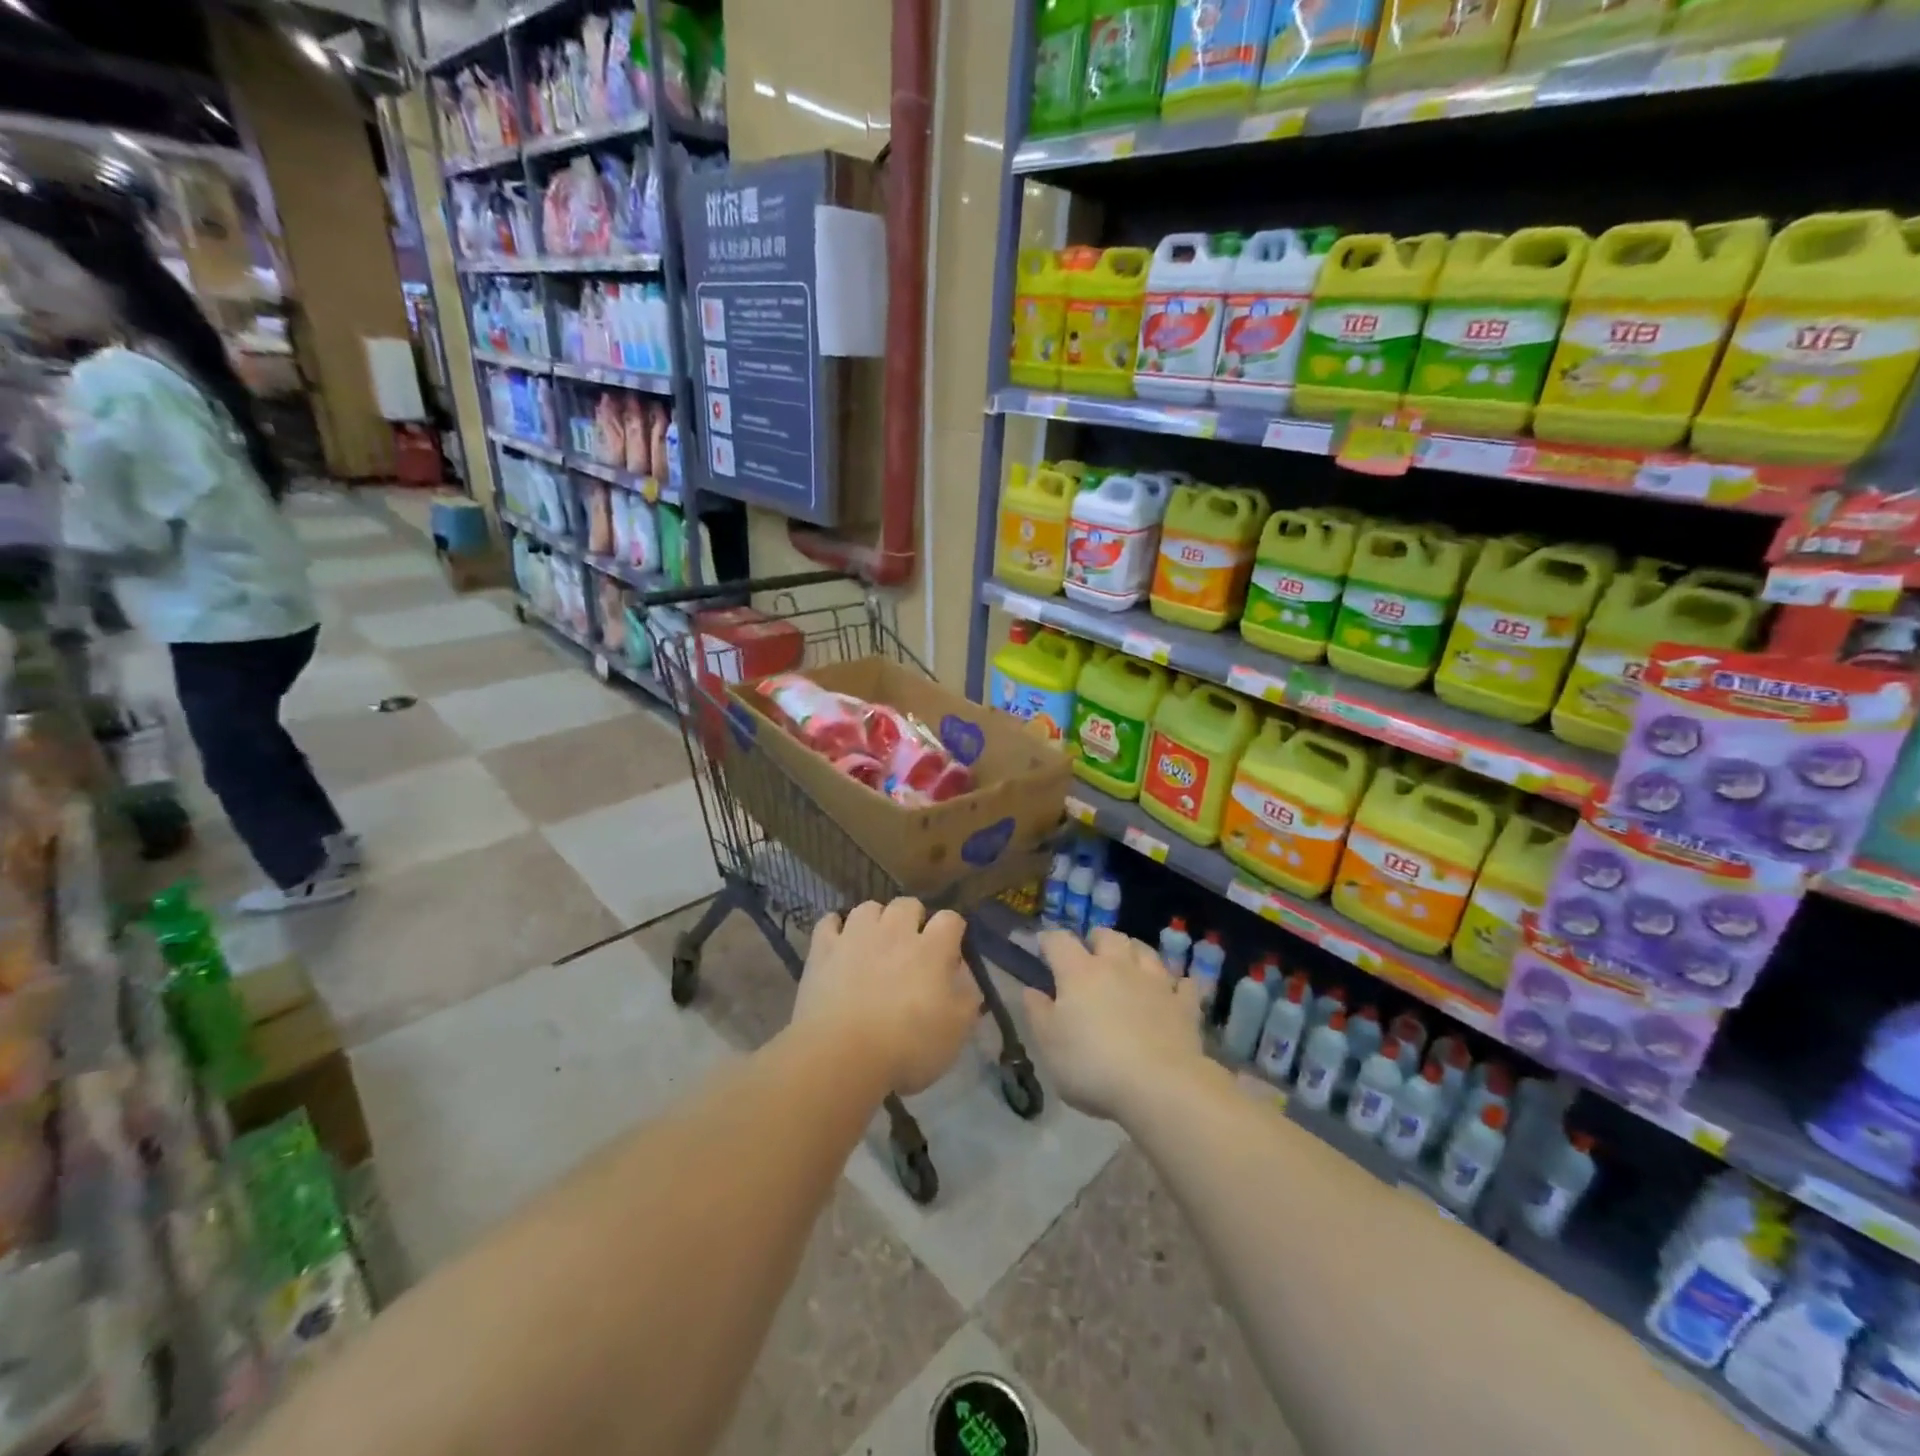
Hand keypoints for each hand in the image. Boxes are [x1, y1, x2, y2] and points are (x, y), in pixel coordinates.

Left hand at [794, 898, 981, 1095]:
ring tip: (874, 943)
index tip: (951, 951)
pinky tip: (839, 943)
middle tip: (911, 947)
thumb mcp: (956, 1031)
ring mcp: (856, 935)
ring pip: (869, 907)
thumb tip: (965, 976)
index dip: (953, 931)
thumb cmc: (907, 1046)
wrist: (842, 1055)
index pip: (950, 918)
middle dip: (913, 919)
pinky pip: (829, 921)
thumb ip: (968, 998)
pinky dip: (836, 928)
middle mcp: (895, 931)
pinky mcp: (823, 948)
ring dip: (876, 920)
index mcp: (932, 948)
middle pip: (908, 904)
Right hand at [1024, 928, 1204, 1123]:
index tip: (1042, 948)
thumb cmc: (1092, 1065)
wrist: (1160, 1086)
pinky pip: (1182, 984)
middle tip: (1089, 955)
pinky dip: (1174, 984)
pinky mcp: (1183, 1005)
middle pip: (1107, 936)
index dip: (1049, 941)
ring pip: (1145, 951)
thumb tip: (1030, 990)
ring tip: (1128, 964)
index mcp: (1079, 972)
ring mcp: (1155, 982)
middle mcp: (1117, 966)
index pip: (1059, 941)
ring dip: (1134, 952)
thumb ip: (1037, 1013)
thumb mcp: (1049, 1045)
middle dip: (1096, 940)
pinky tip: (1172, 991)